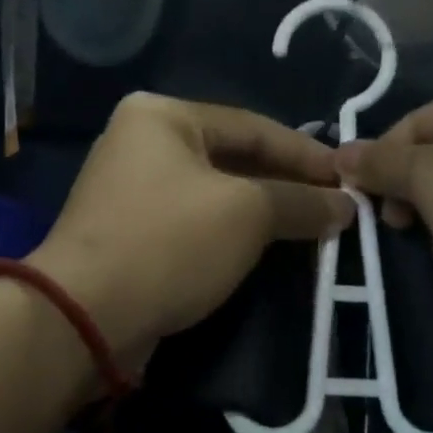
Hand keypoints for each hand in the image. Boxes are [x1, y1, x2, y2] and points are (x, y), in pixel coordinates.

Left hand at [29, 93, 354, 362]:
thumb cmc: (169, 242)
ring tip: (310, 228)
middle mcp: (141, 142)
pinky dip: (233, 233)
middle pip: (233, 158)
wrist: (84, 316)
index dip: (305, 154)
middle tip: (333, 206)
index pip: (252, 126)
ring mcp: (131, 189)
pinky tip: (266, 250)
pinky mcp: (130, 233)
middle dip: (285, 185)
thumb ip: (300, 202)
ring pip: (216, 193)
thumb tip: (345, 207)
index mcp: (162, 116)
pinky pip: (195, 222)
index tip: (348, 179)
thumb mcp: (246, 213)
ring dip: (263, 212)